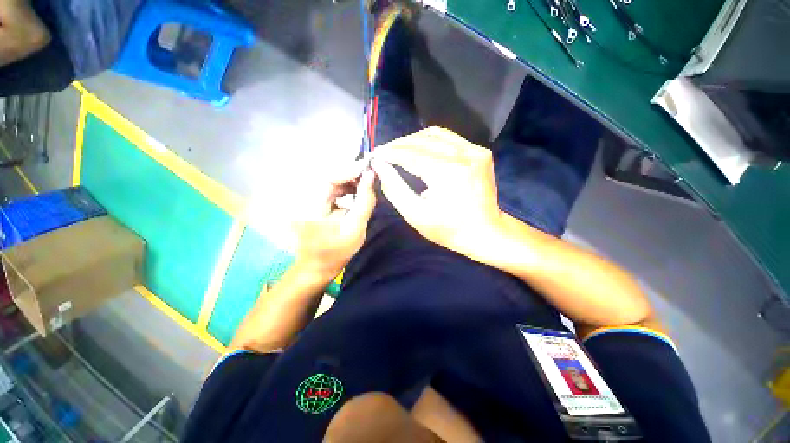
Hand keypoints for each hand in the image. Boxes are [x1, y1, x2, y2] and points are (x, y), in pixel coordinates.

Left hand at [293, 161, 376, 281]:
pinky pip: (329, 187)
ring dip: (349, 180)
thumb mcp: (355, 228)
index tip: (369, 167)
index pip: (329, 178)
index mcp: (310, 206)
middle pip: (329, 176)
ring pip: (329, 180)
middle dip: (351, 174)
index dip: (350, 170)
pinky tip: (356, 190)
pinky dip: (344, 187)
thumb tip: (371, 176)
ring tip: (366, 183)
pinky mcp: (311, 201)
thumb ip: (365, 201)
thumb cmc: (336, 252)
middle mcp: (303, 198)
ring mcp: (305, 199)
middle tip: (370, 175)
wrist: (317, 266)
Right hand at [371, 127, 504, 259]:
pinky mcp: (480, 152)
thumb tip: (380, 166)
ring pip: (436, 134)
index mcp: (447, 172)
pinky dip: (430, 141)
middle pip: (422, 140)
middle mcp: (463, 155)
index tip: (374, 154)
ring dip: (413, 140)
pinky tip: (419, 149)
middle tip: (383, 153)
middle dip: (398, 145)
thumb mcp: (416, 214)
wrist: (486, 232)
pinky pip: (449, 139)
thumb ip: (395, 188)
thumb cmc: (449, 229)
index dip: (390, 153)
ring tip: (398, 150)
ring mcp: (475, 151)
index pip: (411, 154)